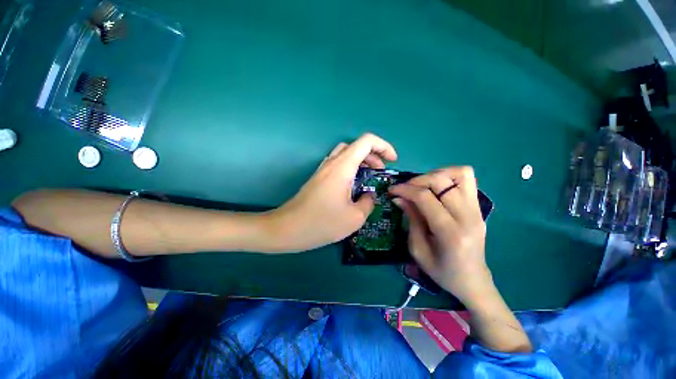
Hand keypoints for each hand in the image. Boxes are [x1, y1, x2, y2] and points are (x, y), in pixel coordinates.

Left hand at [269, 133, 396, 251]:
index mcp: (343, 167)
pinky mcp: (318, 178)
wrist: (287, 228)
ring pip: (346, 154)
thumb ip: (368, 202)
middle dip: (373, 154)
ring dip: (361, 160)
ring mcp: (323, 170)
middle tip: (380, 171)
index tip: (392, 161)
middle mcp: (332, 163)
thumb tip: (369, 195)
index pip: (366, 141)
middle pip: (356, 146)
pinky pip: (338, 164)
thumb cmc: (321, 223)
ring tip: (369, 176)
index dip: (384, 146)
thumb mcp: (354, 217)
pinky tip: (353, 185)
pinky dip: (350, 168)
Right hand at [389, 166, 493, 305]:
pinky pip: (467, 180)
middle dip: (417, 180)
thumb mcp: (417, 249)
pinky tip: (437, 188)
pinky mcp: (479, 207)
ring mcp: (477, 210)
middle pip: (442, 181)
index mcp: (450, 233)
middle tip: (405, 189)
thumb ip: (411, 219)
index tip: (391, 190)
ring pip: (460, 174)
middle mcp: (468, 217)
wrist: (472, 281)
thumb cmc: (442, 271)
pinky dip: (449, 177)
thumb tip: (399, 198)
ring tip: (422, 186)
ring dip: (436, 174)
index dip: (405, 190)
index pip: (425, 198)